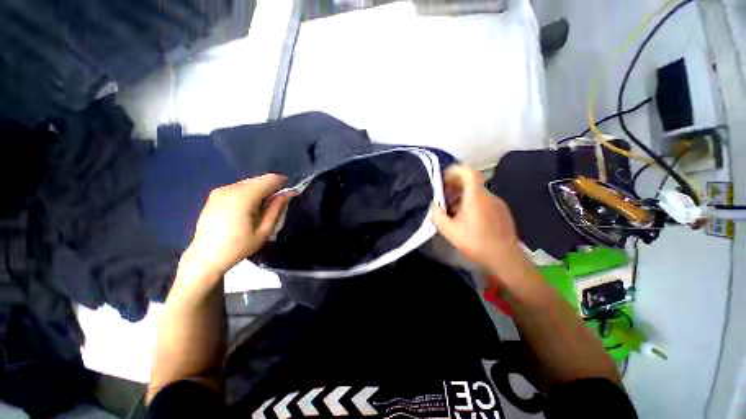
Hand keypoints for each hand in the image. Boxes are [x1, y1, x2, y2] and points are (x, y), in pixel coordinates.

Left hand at [182, 174, 289, 278]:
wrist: (205, 258)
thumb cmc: (238, 247)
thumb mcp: (264, 231)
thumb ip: (277, 208)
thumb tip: (288, 193)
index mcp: (243, 197)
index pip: (269, 179)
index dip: (282, 184)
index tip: (288, 195)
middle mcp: (230, 188)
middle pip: (259, 180)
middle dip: (271, 188)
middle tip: (275, 205)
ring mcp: (220, 191)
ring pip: (249, 183)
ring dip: (260, 191)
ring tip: (261, 209)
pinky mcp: (214, 195)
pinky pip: (238, 188)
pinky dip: (249, 193)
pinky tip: (247, 209)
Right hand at [431, 165, 518, 271]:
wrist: (505, 258)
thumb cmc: (476, 243)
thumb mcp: (449, 231)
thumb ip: (437, 215)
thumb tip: (434, 205)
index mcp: (476, 197)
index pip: (468, 171)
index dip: (454, 171)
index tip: (443, 180)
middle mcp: (488, 195)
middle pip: (470, 181)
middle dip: (454, 185)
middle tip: (443, 197)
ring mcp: (497, 202)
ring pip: (476, 191)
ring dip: (462, 195)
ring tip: (452, 210)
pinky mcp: (502, 210)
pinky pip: (483, 200)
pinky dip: (472, 202)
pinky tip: (467, 218)